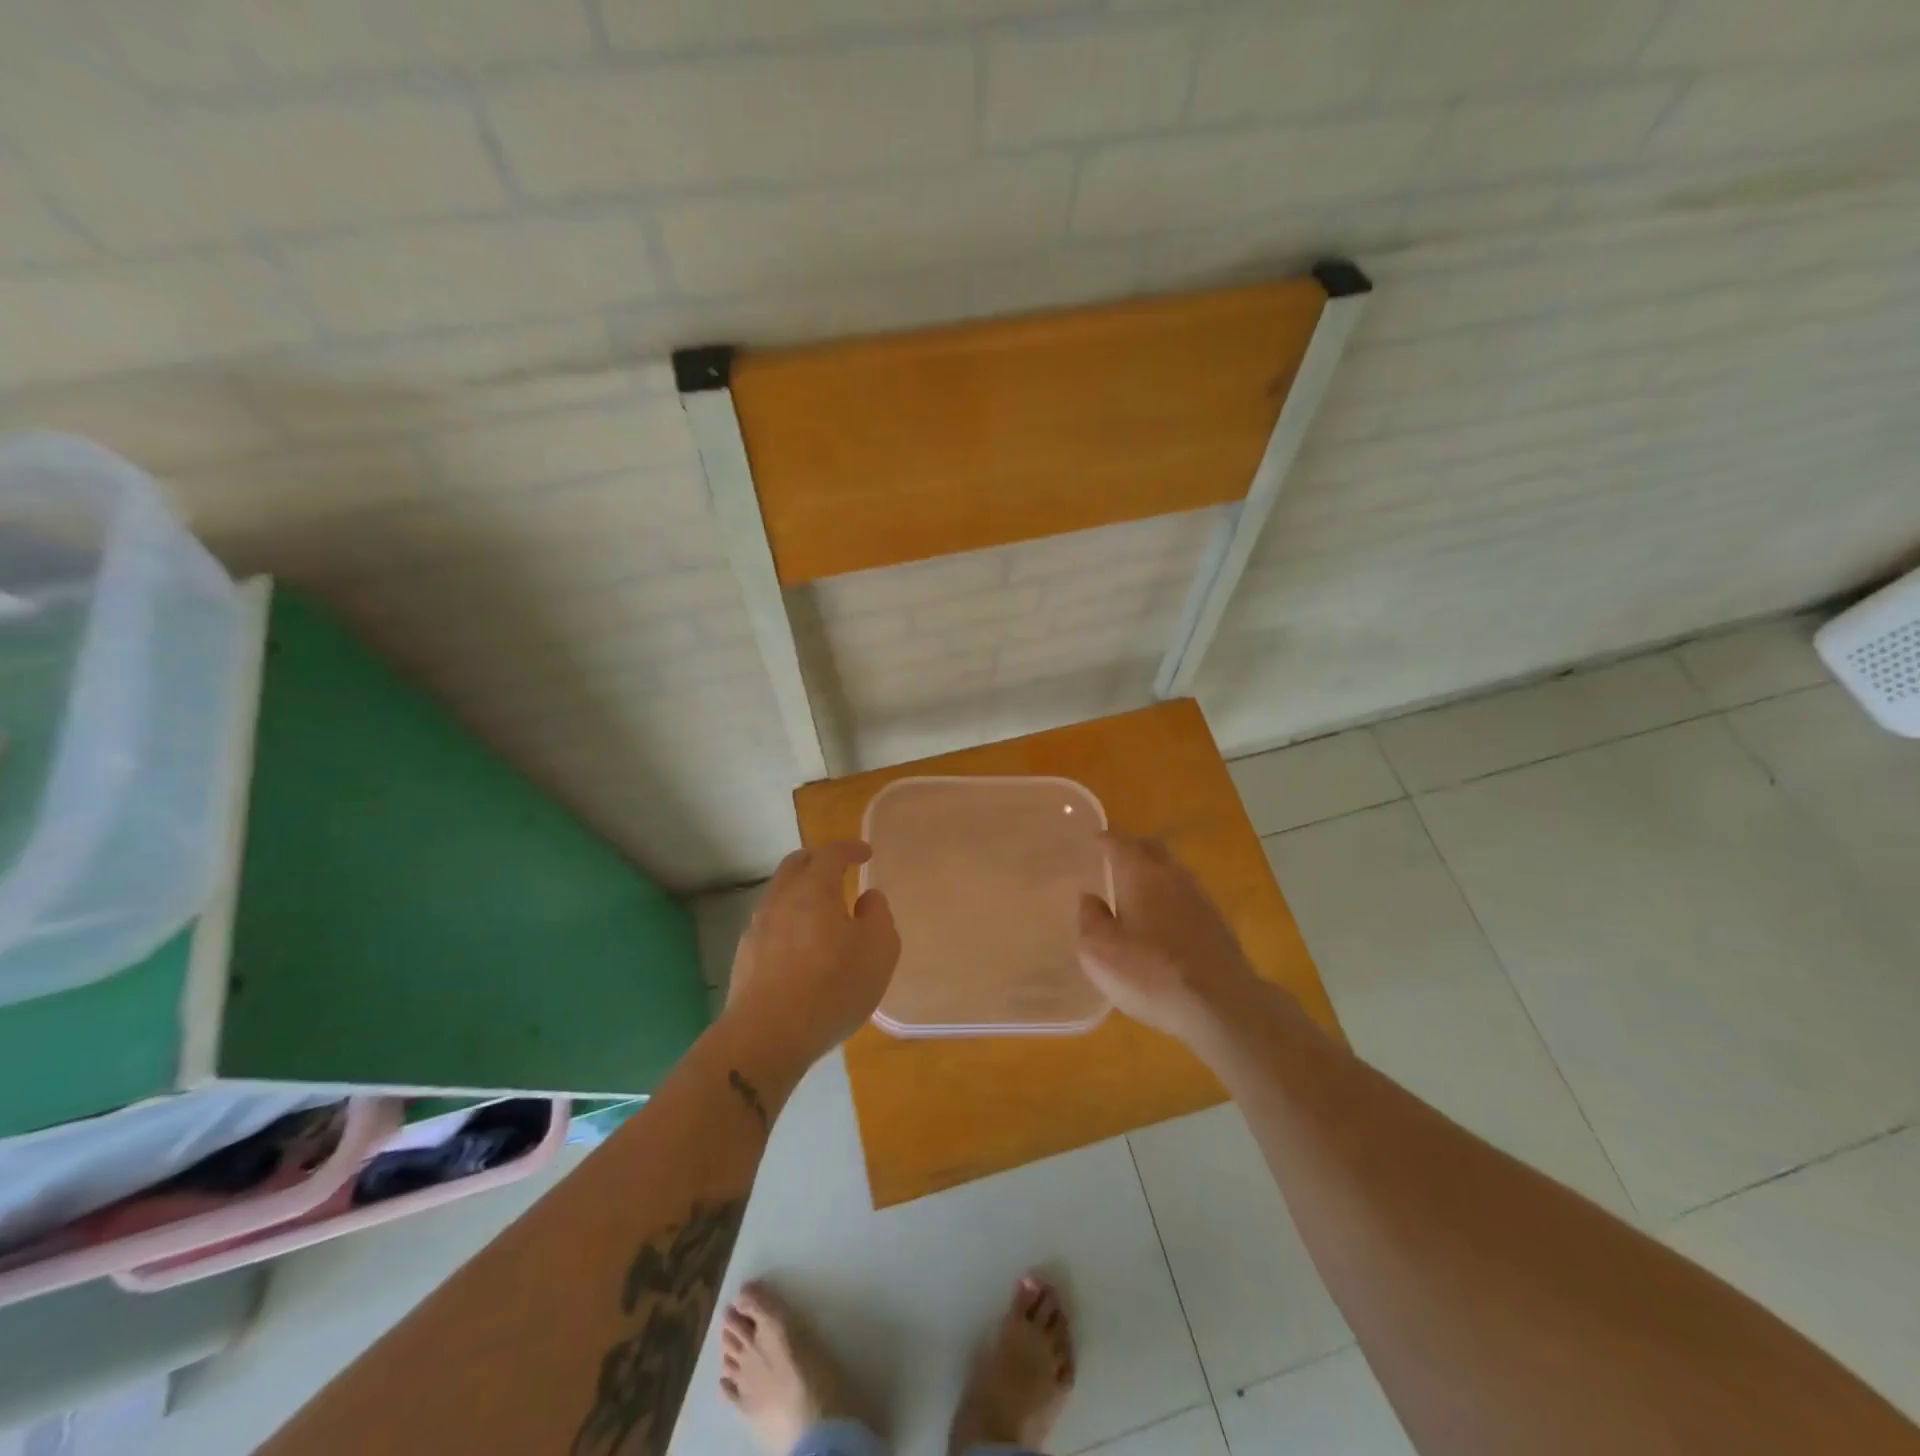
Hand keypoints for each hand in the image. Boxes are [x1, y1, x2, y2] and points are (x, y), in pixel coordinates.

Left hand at [724, 841, 899, 1071]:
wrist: (767, 1036)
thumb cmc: (832, 987)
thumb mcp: (879, 951)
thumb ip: (878, 916)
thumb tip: (868, 898)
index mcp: (814, 889)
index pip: (831, 854)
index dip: (850, 849)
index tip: (865, 853)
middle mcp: (781, 899)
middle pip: (796, 865)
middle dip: (819, 861)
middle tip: (839, 870)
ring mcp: (758, 927)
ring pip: (780, 894)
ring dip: (801, 892)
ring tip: (822, 911)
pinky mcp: (745, 956)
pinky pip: (771, 923)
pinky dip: (790, 920)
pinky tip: (802, 945)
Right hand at [1077, 832, 1267, 1046]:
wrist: (1221, 1005)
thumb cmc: (1150, 973)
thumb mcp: (1099, 952)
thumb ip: (1090, 919)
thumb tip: (1091, 899)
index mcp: (1140, 874)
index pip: (1119, 842)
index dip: (1104, 838)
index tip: (1094, 838)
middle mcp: (1172, 876)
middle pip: (1152, 848)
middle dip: (1133, 847)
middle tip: (1115, 858)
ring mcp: (1200, 898)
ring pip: (1172, 871)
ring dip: (1154, 874)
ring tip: (1136, 890)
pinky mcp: (1217, 924)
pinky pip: (1186, 897)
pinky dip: (1170, 899)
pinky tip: (1162, 921)